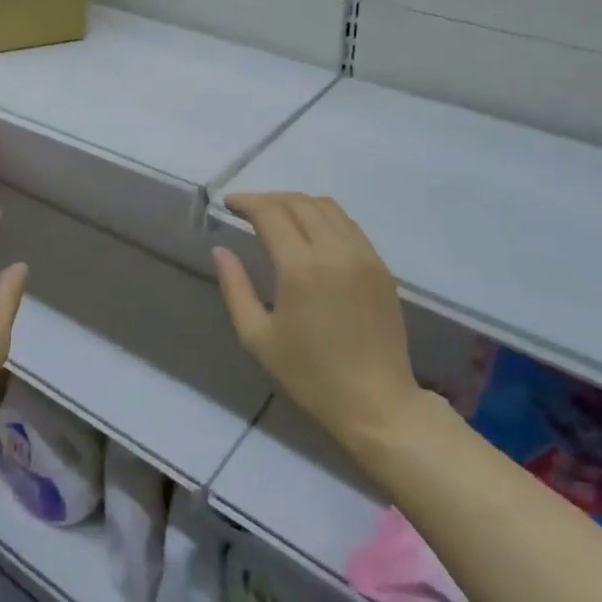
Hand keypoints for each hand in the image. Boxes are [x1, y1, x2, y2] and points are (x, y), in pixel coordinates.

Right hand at [214, 193, 419, 461]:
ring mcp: (363, 255)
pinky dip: (324, 218)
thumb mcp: (258, 337)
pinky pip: (348, 225)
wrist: (376, 402)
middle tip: (247, 210)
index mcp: (301, 267)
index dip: (247, 202)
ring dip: (297, 203)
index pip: (271, 213)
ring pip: (327, 207)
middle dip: (269, 199)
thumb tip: (220, 250)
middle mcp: (335, 250)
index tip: (228, 203)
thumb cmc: (309, 375)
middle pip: (299, 202)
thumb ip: (235, 287)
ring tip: (277, 217)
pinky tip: (310, 234)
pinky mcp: (380, 266)